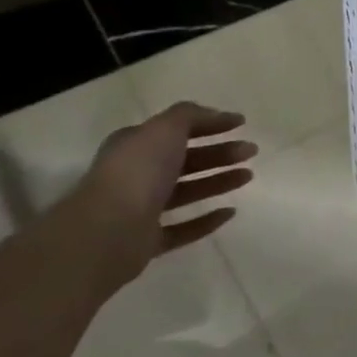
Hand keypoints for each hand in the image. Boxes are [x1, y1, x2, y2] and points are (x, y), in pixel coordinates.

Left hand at [70, 102, 257, 289]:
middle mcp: (137, 175)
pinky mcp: (148, 241)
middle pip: (186, 160)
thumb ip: (190, 115)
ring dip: (218, 182)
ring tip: (248, 176)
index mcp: (135, 146)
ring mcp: (141, 209)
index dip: (210, 123)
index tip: (241, 123)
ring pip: (187, 191)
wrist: (106, 231)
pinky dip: (206, 220)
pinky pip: (183, 228)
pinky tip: (230, 212)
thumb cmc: (137, 171)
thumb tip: (215, 115)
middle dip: (220, 153)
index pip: (177, 130)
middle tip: (251, 151)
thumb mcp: (165, 128)